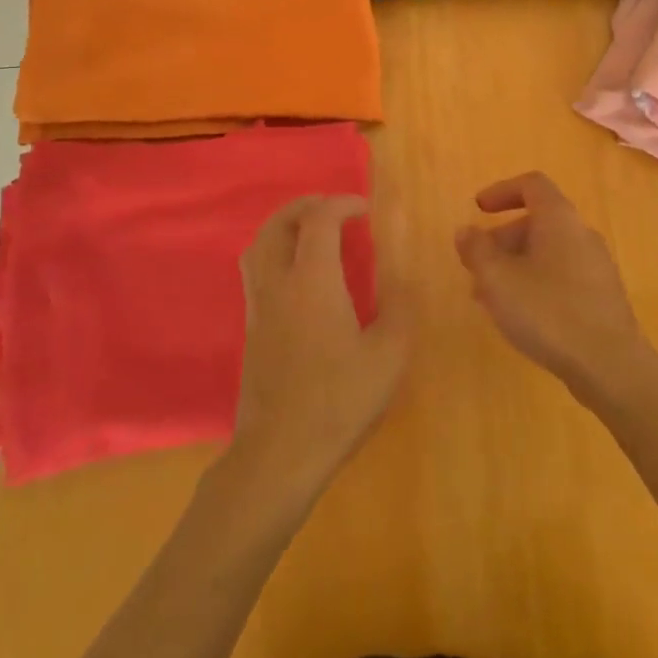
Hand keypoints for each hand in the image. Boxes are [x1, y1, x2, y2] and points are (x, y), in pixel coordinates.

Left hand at [230, 195, 411, 503]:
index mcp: (312, 282)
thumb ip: (400, 305)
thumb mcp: (389, 354)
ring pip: (259, 245)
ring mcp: (258, 306)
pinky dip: (276, 251)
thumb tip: (406, 270)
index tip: (366, 209)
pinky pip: (257, 269)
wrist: (280, 453)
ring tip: (315, 232)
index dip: (342, 203)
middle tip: (336, 209)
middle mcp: (278, 284)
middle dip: (307, 205)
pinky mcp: (251, 328)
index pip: (318, 220)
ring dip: (286, 225)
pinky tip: (301, 275)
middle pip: (278, 223)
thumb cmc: (340, 401)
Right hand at [454, 172, 656, 406]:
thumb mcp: (498, 279)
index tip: (478, 209)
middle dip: (501, 239)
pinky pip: (561, 276)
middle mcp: (582, 234)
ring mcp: (596, 266)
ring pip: (547, 252)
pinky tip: (519, 316)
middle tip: (475, 266)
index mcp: (559, 219)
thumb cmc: (548, 311)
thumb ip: (477, 250)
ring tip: (488, 298)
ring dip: (514, 265)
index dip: (501, 190)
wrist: (610, 365)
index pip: (532, 185)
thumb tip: (466, 231)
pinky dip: (535, 283)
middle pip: (537, 221)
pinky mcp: (601, 296)